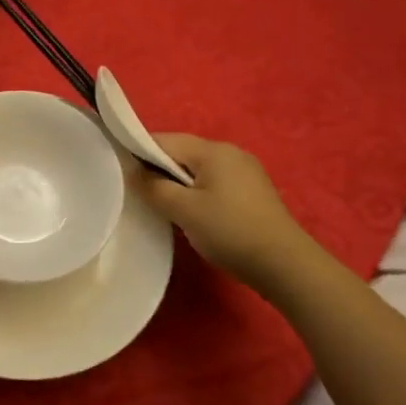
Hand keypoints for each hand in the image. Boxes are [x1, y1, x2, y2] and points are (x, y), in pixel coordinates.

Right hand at [134, 134, 311, 289]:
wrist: (284, 264)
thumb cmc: (230, 231)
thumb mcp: (184, 211)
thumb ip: (154, 187)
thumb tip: (133, 171)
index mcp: (213, 150)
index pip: (165, 140)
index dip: (139, 151)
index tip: (121, 171)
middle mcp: (230, 152)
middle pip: (183, 152)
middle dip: (159, 169)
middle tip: (140, 194)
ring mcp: (245, 171)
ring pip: (198, 169)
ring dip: (178, 182)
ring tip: (164, 206)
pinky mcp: (252, 191)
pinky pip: (214, 182)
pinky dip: (197, 192)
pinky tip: (193, 214)